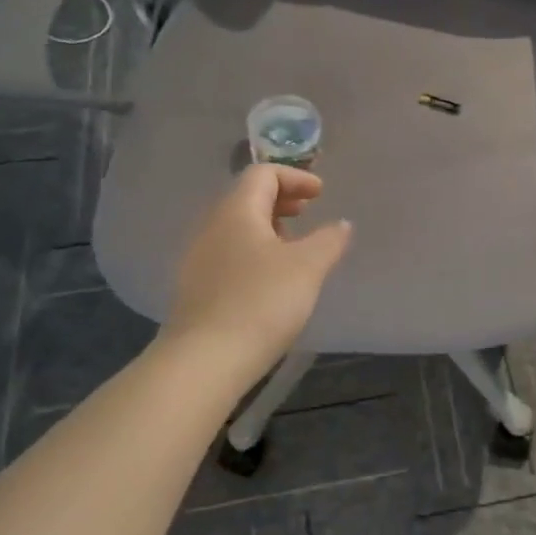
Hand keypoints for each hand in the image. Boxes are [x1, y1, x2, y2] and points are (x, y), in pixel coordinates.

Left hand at [164, 166, 352, 378]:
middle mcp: (211, 226)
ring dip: (266, 227)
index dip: (295, 177)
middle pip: (246, 197)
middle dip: (280, 200)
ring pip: (236, 227)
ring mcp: (197, 258)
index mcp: (236, 211)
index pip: (263, 174)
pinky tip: (269, 279)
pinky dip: (253, 251)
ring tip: (293, 247)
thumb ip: (329, 240)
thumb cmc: (261, 302)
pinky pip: (227, 253)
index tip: (320, 194)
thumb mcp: (308, 267)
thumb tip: (341, 224)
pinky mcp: (194, 288)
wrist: (204, 360)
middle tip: (308, 212)